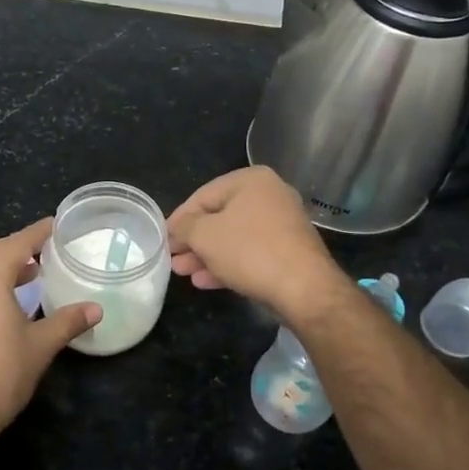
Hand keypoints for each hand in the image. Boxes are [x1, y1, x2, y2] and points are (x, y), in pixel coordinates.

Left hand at [0, 218, 99, 448]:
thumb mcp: (40, 347)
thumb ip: (67, 322)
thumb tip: (96, 308)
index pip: (15, 244)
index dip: (37, 232)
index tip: (55, 224)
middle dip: (18, 247)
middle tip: (45, 249)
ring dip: (2, 267)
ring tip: (30, 274)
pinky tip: (4, 304)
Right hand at [167, 166, 343, 320]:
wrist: (305, 288)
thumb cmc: (249, 251)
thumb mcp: (205, 235)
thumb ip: (184, 227)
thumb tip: (175, 228)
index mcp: (251, 180)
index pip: (202, 195)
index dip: (179, 218)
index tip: (163, 239)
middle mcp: (270, 195)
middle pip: (219, 217)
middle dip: (193, 241)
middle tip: (173, 259)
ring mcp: (282, 224)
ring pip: (233, 237)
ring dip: (206, 255)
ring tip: (184, 273)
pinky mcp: (288, 251)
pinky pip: (250, 252)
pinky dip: (227, 263)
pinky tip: (206, 282)